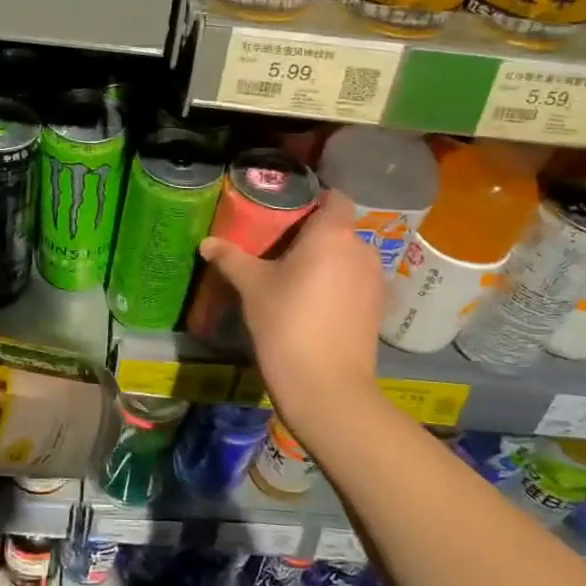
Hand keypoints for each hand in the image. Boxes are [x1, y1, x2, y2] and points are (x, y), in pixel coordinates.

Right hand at [200, 192, 383, 436]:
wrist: (327, 387)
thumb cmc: (287, 323)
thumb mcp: (252, 287)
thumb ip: (231, 258)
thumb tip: (207, 243)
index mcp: (333, 234)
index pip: (336, 198)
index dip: (315, 200)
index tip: (288, 214)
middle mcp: (361, 249)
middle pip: (340, 229)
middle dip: (315, 235)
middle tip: (280, 249)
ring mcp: (375, 281)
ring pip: (349, 257)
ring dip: (328, 262)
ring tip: (296, 279)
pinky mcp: (378, 309)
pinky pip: (356, 283)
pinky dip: (339, 285)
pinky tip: (315, 305)